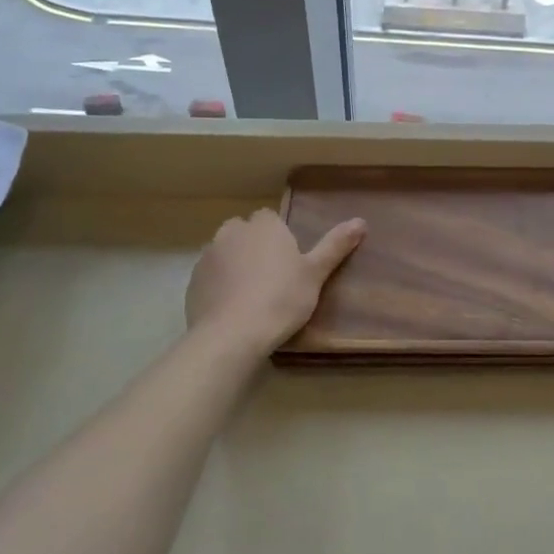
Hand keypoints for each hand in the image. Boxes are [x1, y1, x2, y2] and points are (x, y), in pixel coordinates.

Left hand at [185, 208, 365, 355]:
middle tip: (271, 277)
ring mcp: (208, 257)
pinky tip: (231, 309)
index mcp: (263, 226)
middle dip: (253, 247)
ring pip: (224, 253)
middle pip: (244, 232)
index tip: (288, 261)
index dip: (278, 237)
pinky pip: (210, 277)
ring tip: (250, 295)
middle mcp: (232, 232)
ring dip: (234, 265)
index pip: (269, 218)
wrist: (232, 335)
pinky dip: (219, 286)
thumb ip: (335, 246)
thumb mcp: (315, 273)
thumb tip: (361, 221)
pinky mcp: (192, 282)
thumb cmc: (281, 299)